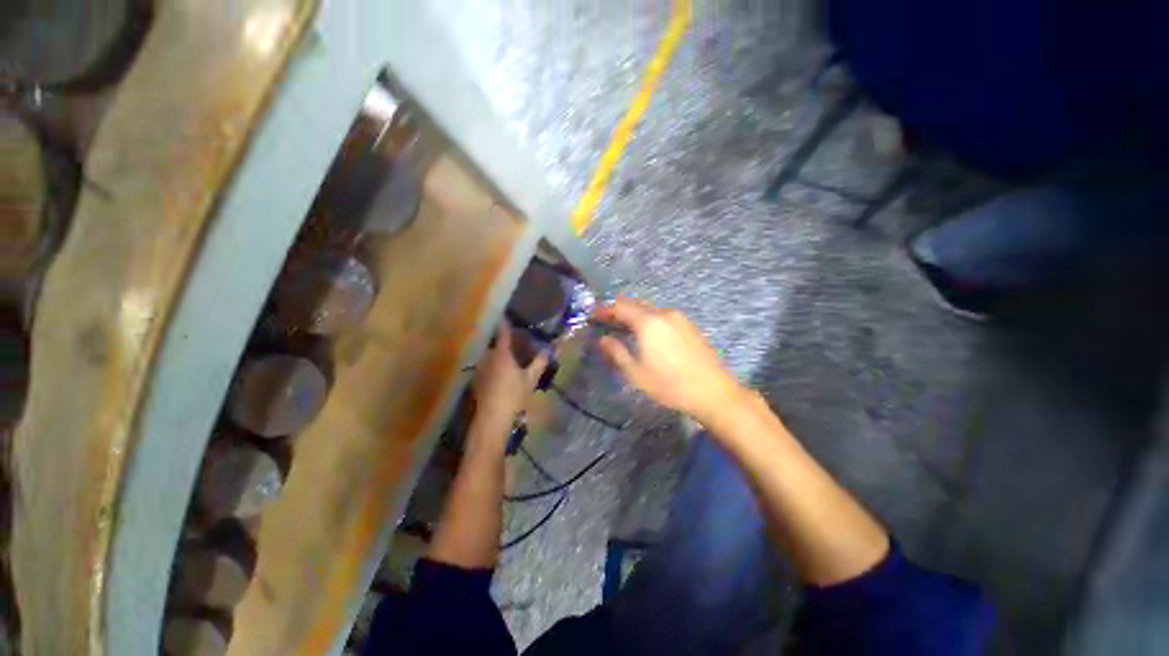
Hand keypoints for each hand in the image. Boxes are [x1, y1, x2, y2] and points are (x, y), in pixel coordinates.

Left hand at [470, 323, 548, 447]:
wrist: (492, 418)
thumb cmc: (513, 395)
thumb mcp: (531, 379)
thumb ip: (539, 363)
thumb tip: (547, 350)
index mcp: (502, 354)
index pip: (503, 333)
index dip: (504, 322)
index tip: (504, 313)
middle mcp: (488, 357)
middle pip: (494, 342)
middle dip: (501, 337)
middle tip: (512, 335)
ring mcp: (480, 368)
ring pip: (489, 353)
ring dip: (497, 350)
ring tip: (507, 350)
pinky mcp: (477, 379)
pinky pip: (486, 364)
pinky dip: (493, 362)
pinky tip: (500, 368)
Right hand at [594, 297, 744, 424]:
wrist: (713, 392)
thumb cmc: (670, 385)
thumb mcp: (636, 373)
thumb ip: (617, 353)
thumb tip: (603, 339)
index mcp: (648, 322)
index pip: (620, 307)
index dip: (604, 310)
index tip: (593, 314)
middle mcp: (663, 313)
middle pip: (635, 305)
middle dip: (618, 310)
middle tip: (606, 320)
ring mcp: (679, 318)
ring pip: (650, 310)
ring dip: (634, 315)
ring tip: (624, 327)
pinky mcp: (689, 325)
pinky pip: (662, 316)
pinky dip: (649, 319)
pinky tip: (647, 333)